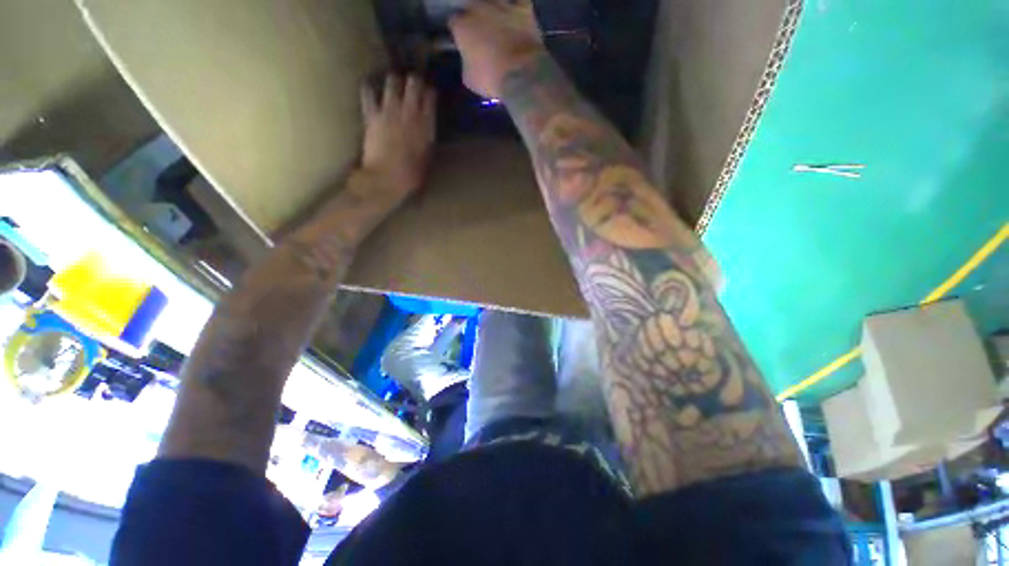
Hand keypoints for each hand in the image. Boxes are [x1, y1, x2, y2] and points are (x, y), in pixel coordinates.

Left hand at [361, 74, 436, 203]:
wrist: (386, 179)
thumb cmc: (412, 175)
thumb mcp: (428, 156)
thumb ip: (428, 137)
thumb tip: (427, 126)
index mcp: (426, 125)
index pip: (430, 96)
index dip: (429, 91)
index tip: (429, 92)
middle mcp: (409, 112)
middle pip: (413, 82)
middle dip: (414, 80)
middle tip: (412, 83)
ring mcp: (389, 111)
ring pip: (392, 81)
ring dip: (394, 81)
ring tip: (394, 84)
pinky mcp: (371, 114)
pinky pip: (368, 92)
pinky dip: (370, 88)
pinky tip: (371, 88)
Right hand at [449, 0, 544, 98]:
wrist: (521, 74)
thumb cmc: (491, 79)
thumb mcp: (469, 79)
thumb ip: (466, 63)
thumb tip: (468, 60)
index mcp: (462, 26)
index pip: (453, 22)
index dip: (458, 32)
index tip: (462, 41)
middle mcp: (478, 8)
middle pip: (472, 6)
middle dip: (474, 17)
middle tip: (480, 31)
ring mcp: (501, 4)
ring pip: (493, 0)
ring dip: (493, 8)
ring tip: (496, 20)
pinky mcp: (523, 7)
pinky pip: (518, 1)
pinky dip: (516, 6)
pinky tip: (515, 13)